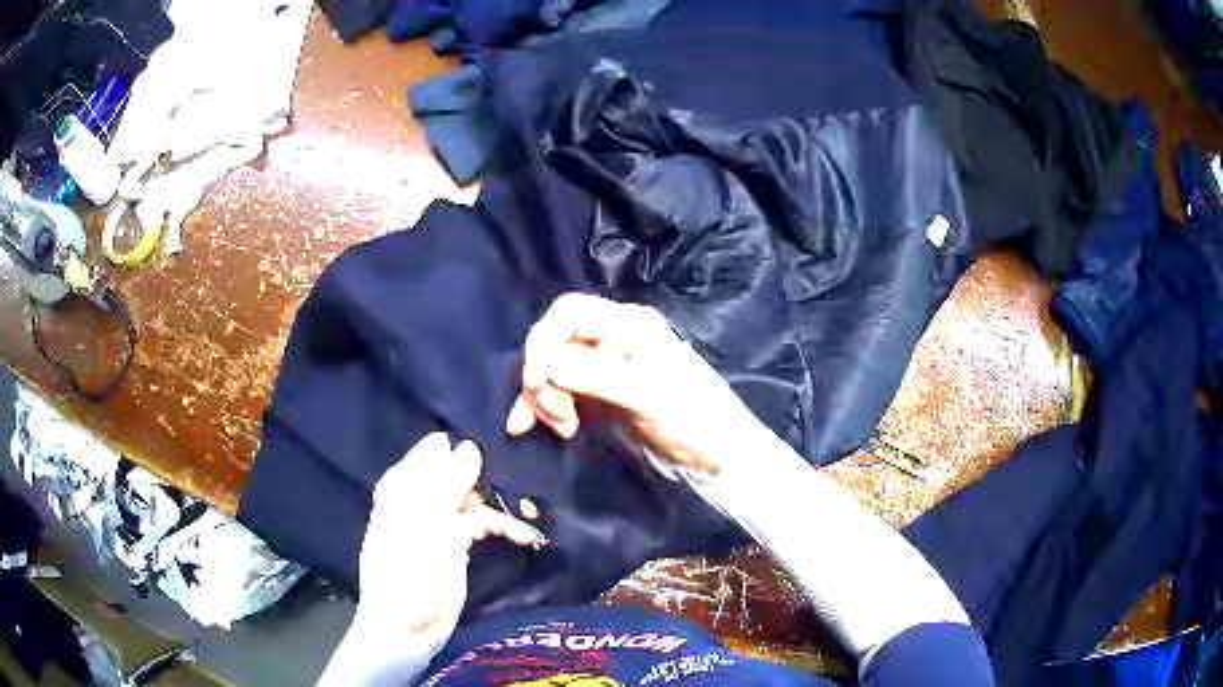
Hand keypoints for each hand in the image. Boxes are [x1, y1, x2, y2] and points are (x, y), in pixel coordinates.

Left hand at [357, 432, 540, 634]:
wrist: (408, 623)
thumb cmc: (407, 569)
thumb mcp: (428, 523)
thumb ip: (450, 484)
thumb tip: (470, 445)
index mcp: (399, 490)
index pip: (426, 455)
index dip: (453, 447)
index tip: (487, 434)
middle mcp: (418, 501)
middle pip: (452, 475)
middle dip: (481, 475)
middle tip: (513, 472)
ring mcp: (439, 524)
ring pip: (470, 500)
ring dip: (495, 502)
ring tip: (524, 505)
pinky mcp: (457, 545)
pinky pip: (480, 525)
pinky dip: (499, 526)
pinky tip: (520, 532)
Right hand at [506, 293, 771, 475]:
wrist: (717, 455)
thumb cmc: (693, 420)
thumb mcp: (651, 397)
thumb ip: (600, 377)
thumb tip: (546, 366)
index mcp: (630, 325)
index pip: (570, 312)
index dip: (544, 340)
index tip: (539, 381)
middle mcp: (613, 338)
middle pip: (555, 340)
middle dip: (543, 375)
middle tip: (556, 415)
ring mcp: (604, 367)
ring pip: (552, 367)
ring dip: (541, 395)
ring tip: (560, 429)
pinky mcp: (598, 394)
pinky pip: (558, 390)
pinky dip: (540, 406)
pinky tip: (525, 427)